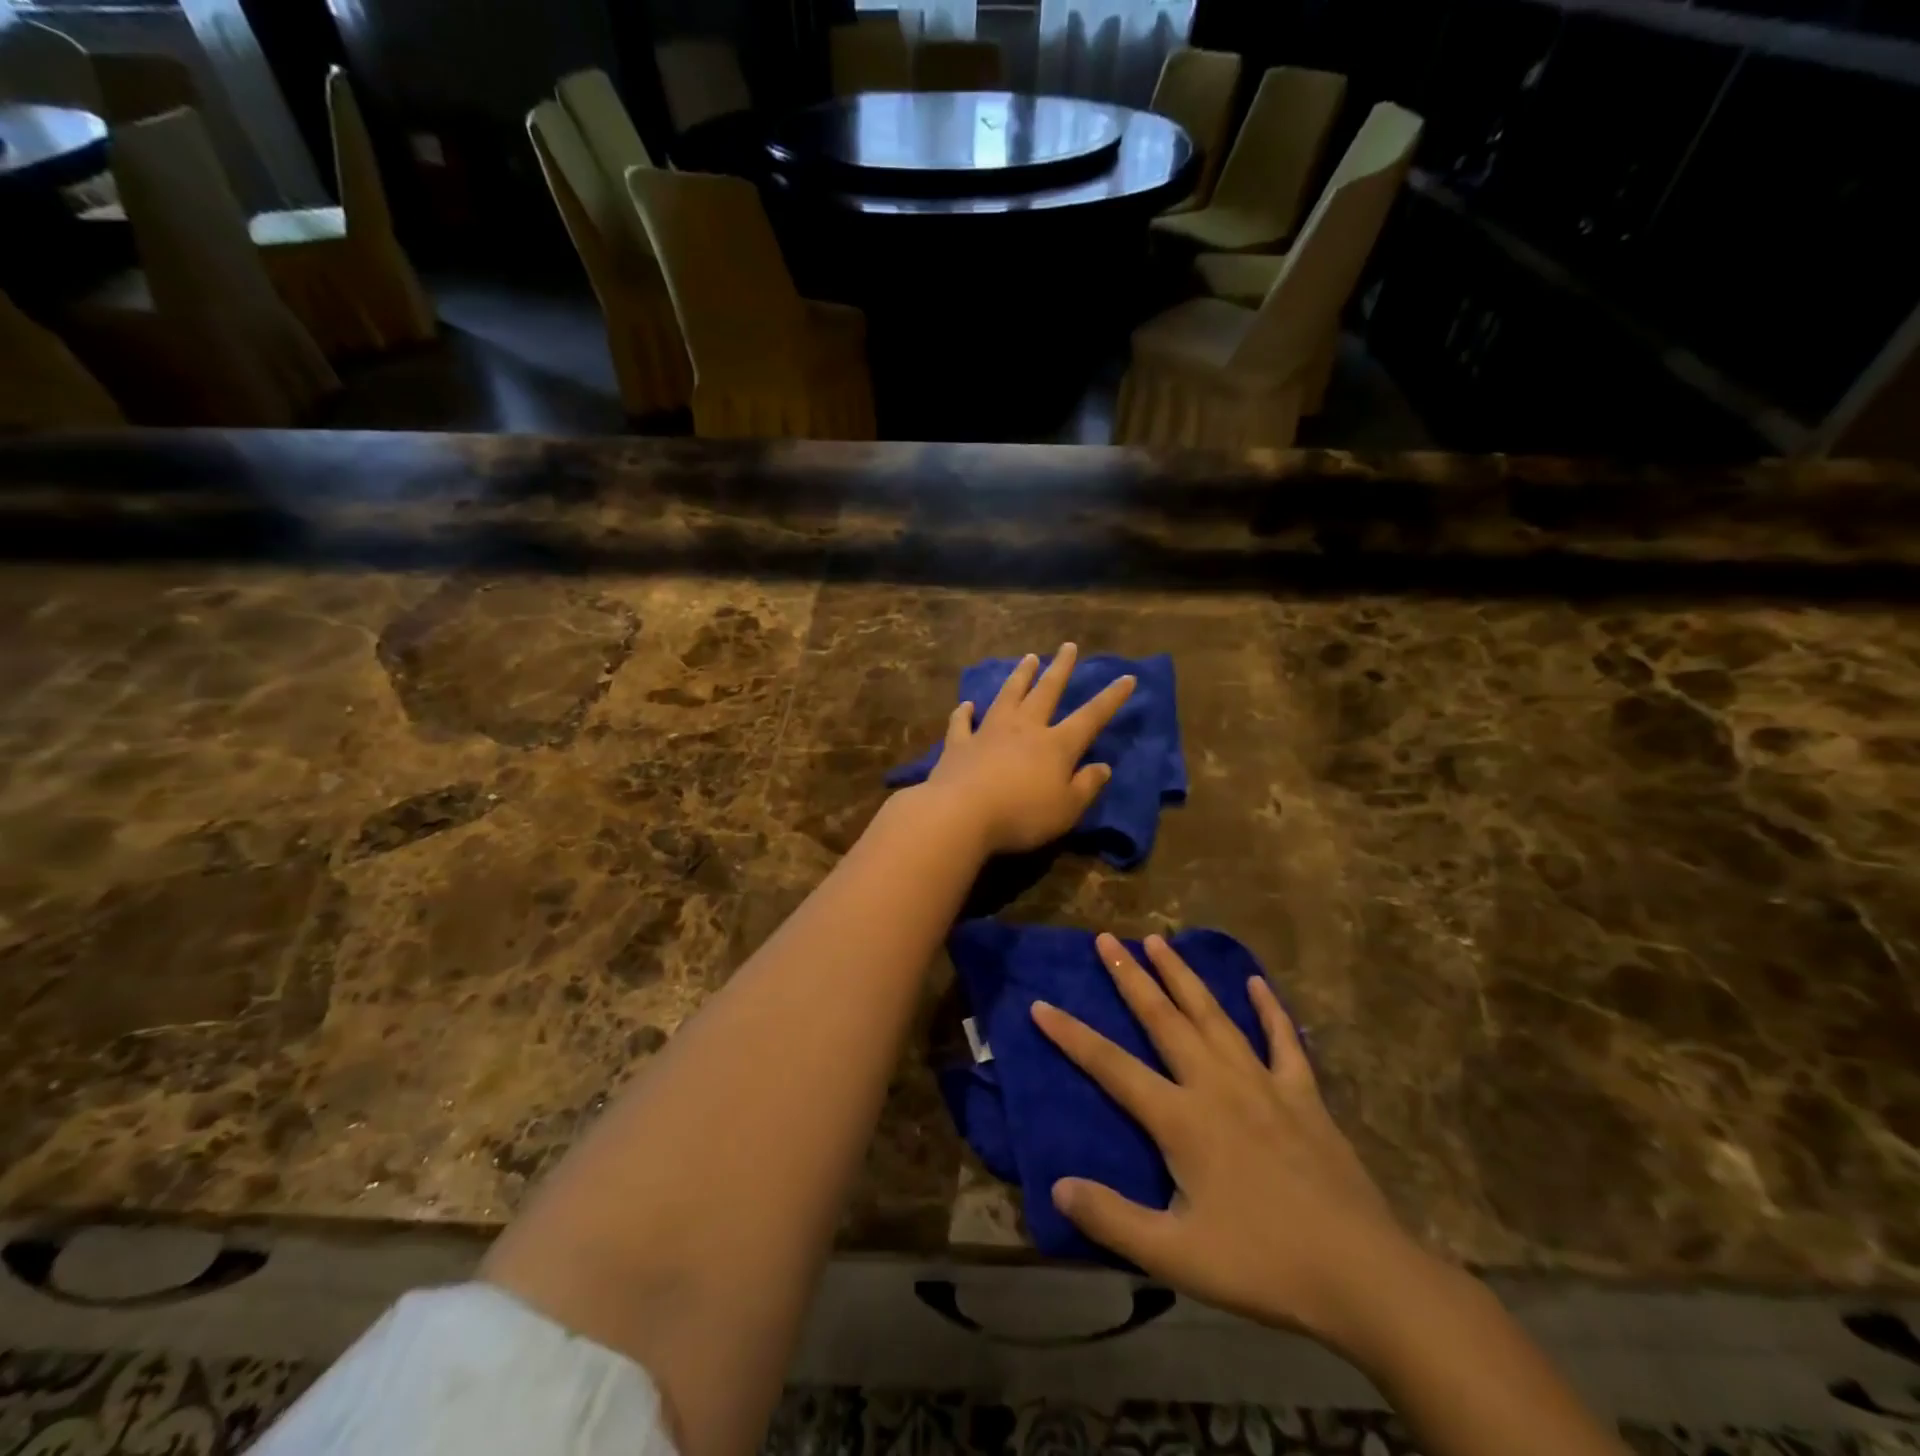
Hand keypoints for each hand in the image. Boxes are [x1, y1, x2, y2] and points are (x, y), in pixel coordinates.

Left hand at [916, 643, 1133, 856]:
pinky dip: (964, 712)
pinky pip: (962, 723)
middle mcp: (1024, 729)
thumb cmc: (1021, 815)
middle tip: (1068, 646)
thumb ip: (1086, 786)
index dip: (1111, 698)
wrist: (960, 814)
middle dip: (1060, 668)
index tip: (1127, 678)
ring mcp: (988, 732)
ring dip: (1020, 676)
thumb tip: (1103, 766)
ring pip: (1008, 696)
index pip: (1090, 717)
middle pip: (1046, 692)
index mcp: (1056, 745)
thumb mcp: (1066, 810)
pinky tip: (967, 705)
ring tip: (1029, 658)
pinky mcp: (958, 744)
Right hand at [1030, 934, 1429, 1355]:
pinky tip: (1257, 982)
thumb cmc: (1264, 1264)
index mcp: (1181, 1119)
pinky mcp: (1304, 1095)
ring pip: (1213, 1015)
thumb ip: (1113, 1219)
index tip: (1040, 1004)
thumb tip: (1057, 1186)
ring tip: (1160, 941)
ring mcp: (1263, 1083)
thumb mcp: (1176, 1257)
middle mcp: (1216, 1084)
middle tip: (1107, 938)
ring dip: (1183, 976)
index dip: (1071, 1035)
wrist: (1364, 1275)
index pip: (1111, 1067)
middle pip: (1163, 1019)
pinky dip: (1268, 1009)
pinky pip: (1282, 1040)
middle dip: (1130, 976)